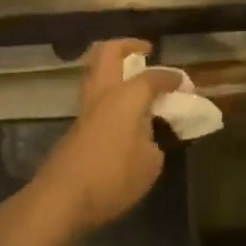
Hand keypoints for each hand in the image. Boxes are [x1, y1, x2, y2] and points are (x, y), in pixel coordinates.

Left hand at [26, 39, 178, 238]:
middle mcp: (104, 93)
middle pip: (109, 51)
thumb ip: (153, 142)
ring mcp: (85, 108)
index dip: (172, 78)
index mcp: (127, 95)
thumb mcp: (149, 164)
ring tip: (134, 79)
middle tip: (145, 52)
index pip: (154, 77)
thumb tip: (148, 137)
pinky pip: (94, 95)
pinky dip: (109, 93)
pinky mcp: (75, 127)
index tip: (185, 83)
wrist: (61, 200)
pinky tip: (122, 112)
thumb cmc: (112, 177)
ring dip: (114, 67)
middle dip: (128, 45)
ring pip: (96, 70)